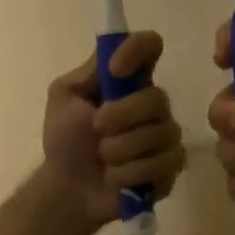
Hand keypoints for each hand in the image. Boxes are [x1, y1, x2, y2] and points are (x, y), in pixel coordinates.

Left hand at [42, 32, 186, 228]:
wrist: (67, 187)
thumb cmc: (65, 139)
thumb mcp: (64, 98)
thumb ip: (88, 73)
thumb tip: (111, 53)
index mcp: (129, 80)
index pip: (150, 46)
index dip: (137, 50)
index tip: (115, 70)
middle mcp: (153, 104)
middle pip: (157, 98)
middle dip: (121, 116)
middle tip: (96, 128)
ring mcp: (166, 136)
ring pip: (159, 134)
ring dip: (120, 149)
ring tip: (102, 159)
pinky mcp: (171, 168)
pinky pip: (163, 164)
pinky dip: (129, 173)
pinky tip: (115, 178)